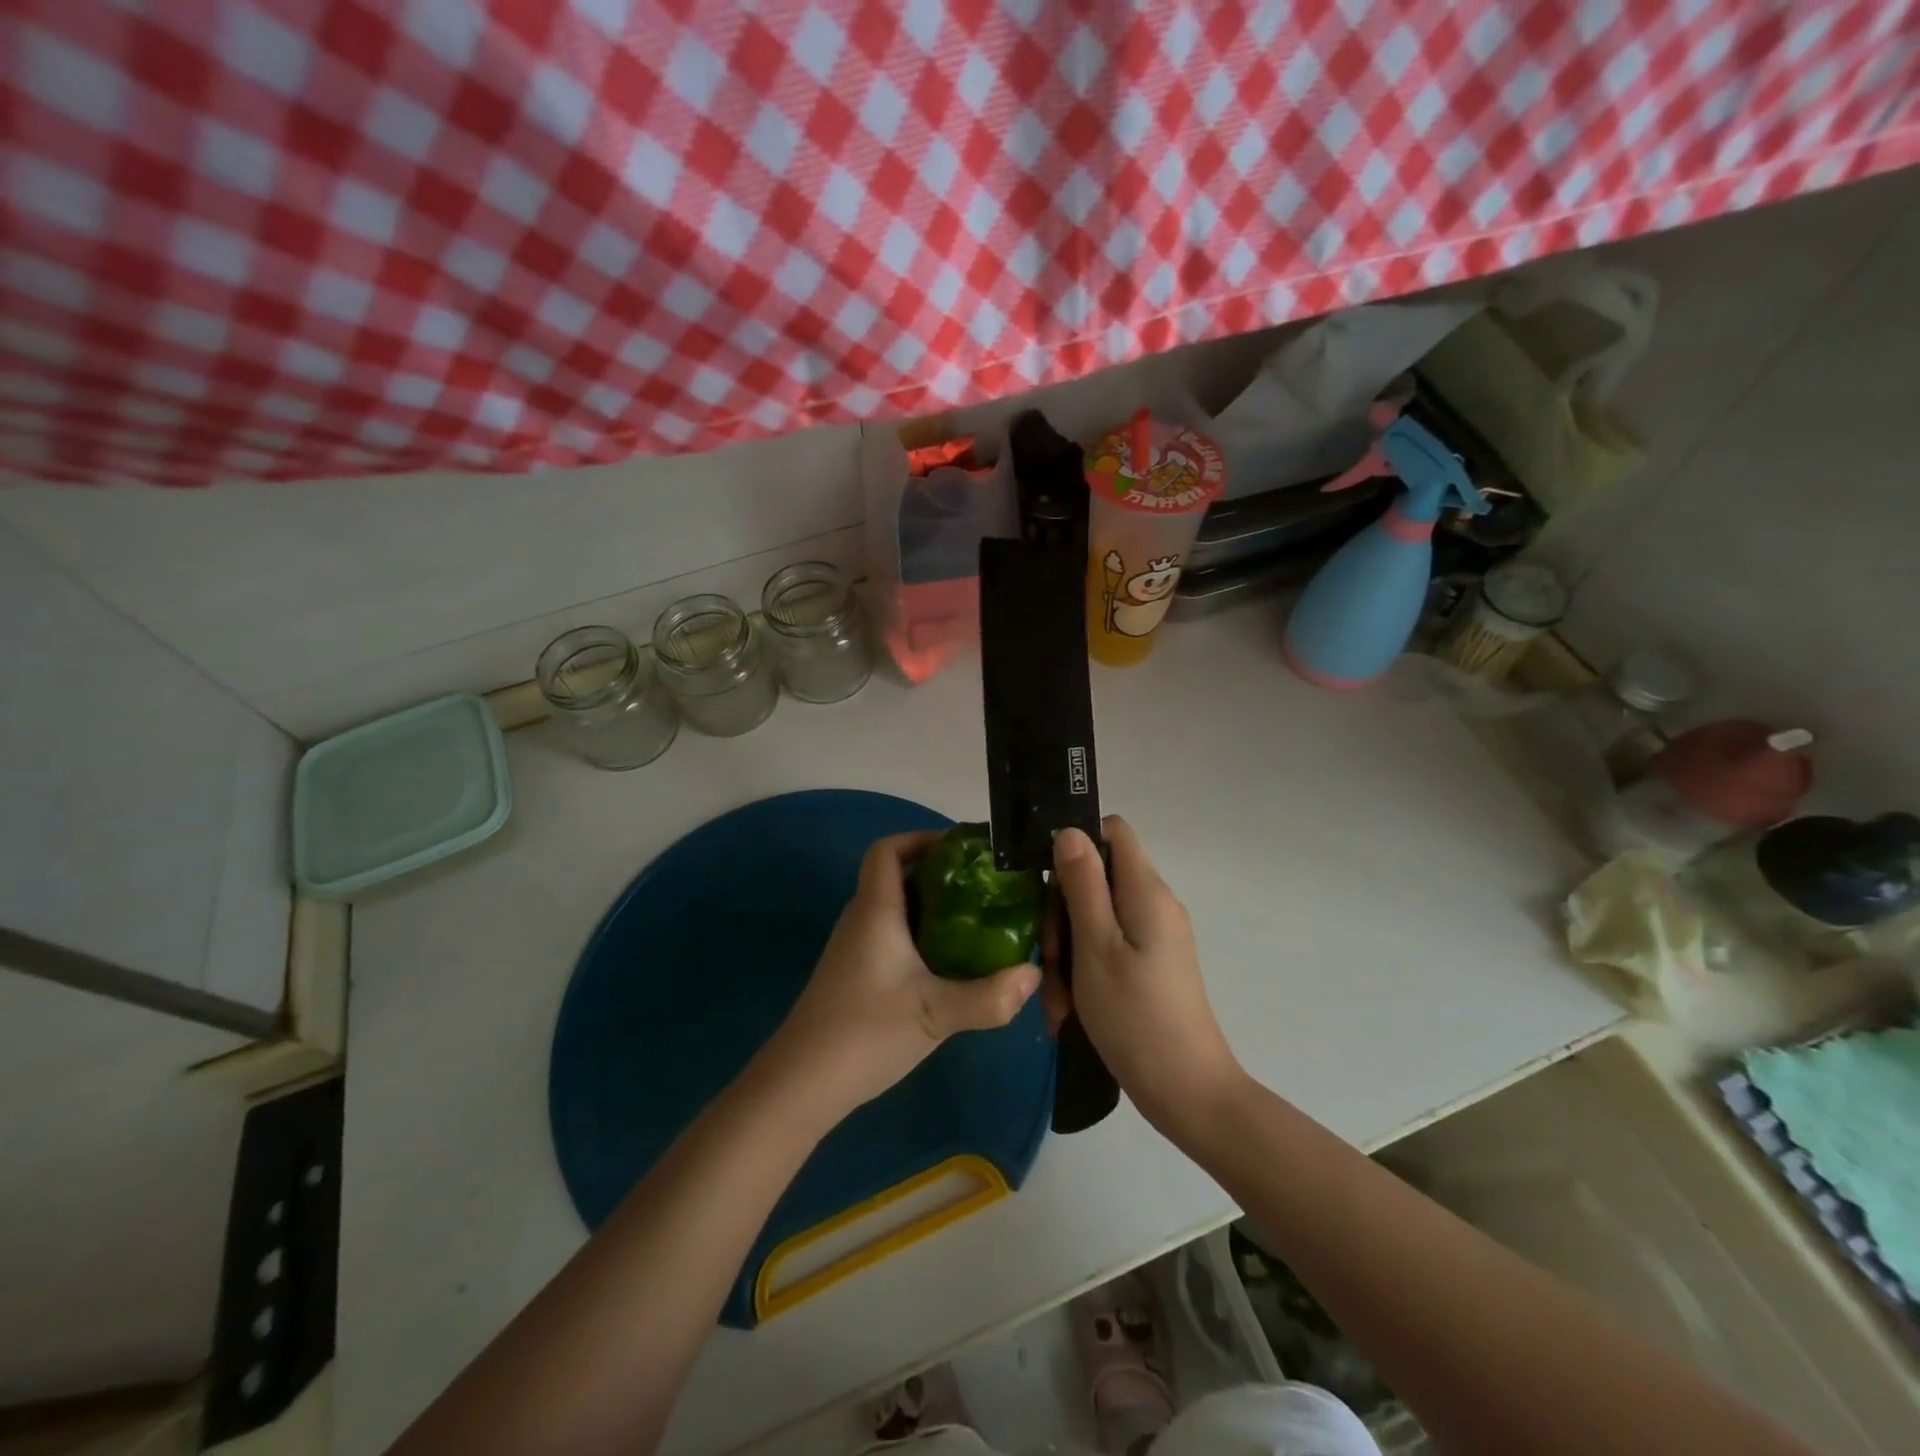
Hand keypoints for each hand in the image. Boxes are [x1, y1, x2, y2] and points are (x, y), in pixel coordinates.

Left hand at [758, 831, 1040, 1126]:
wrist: (801, 1085)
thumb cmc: (865, 1033)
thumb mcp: (936, 1015)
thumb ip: (988, 997)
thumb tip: (1033, 975)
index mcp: (876, 911)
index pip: (887, 850)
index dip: (920, 838)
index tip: (962, 850)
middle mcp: (861, 920)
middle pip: (896, 876)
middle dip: (939, 874)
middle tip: (984, 887)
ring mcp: (854, 949)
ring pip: (895, 910)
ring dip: (933, 908)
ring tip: (978, 921)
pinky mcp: (855, 975)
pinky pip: (891, 937)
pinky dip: (921, 937)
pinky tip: (949, 965)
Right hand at [1049, 817, 1244, 1134]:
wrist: (1188, 1094)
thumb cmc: (1136, 1017)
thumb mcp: (1096, 947)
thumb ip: (1083, 885)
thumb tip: (1069, 831)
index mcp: (1146, 891)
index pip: (1111, 832)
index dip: (1075, 844)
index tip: (1045, 881)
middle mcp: (1154, 905)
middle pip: (1097, 879)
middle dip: (1063, 914)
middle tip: (1050, 959)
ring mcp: (1154, 937)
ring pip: (1095, 920)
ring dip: (1069, 952)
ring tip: (1060, 1001)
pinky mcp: (1151, 966)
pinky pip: (1108, 949)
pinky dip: (1085, 972)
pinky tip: (1071, 1011)